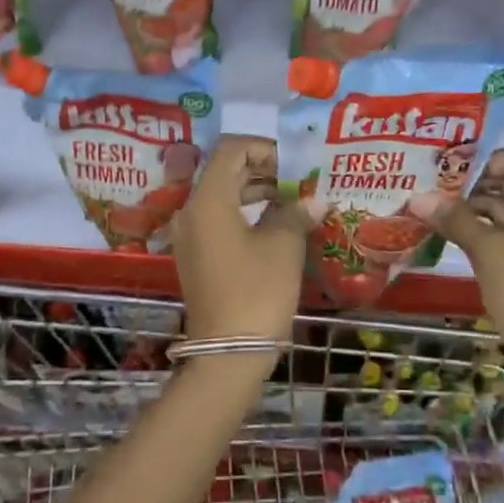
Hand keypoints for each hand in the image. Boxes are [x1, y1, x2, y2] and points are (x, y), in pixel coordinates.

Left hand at [170, 136, 315, 356]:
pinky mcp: (196, 256)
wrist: (228, 354)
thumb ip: (296, 213)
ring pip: (222, 196)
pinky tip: (275, 225)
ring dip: (256, 192)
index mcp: (208, 200)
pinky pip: (219, 220)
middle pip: (225, 172)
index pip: (231, 150)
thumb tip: (313, 200)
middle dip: (263, 170)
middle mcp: (191, 211)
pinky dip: (245, 213)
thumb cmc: (257, 292)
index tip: (295, 165)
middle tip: (299, 182)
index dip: (265, 149)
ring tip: (293, 201)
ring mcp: (190, 235)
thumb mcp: (283, 247)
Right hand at [408, 149, 503, 389]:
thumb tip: (418, 197)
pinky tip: (449, 233)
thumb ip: (455, 219)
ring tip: (433, 208)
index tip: (446, 168)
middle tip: (430, 186)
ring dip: (473, 209)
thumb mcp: (489, 251)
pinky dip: (482, 231)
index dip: (483, 159)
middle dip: (472, 184)